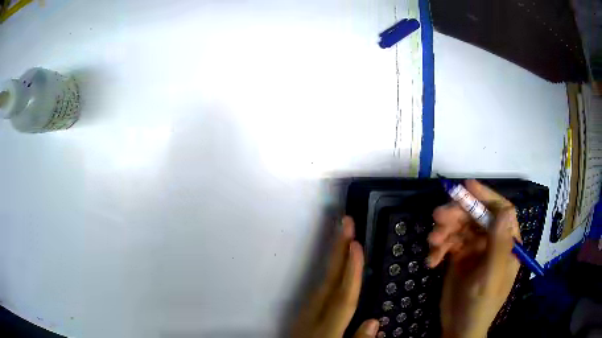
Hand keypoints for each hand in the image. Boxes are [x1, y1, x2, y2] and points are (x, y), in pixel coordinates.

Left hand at [291, 216, 378, 337]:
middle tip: (346, 222)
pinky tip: (334, 261)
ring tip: (342, 234)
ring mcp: (305, 312)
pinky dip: (328, 269)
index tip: (357, 244)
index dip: (351, 271)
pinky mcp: (303, 312)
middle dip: (338, 250)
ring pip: (321, 280)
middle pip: (329, 281)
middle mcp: (313, 315)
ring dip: (333, 255)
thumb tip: (374, 320)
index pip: (343, 297)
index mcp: (325, 328)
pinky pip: (318, 286)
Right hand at [427, 180, 520, 337]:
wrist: (458, 329)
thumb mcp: (491, 278)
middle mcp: (492, 241)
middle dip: (457, 215)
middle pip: (476, 216)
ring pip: (459, 227)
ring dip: (444, 231)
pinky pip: (448, 242)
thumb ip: (499, 246)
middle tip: (437, 218)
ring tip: (432, 243)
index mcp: (507, 243)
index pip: (501, 211)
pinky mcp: (458, 256)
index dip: (485, 196)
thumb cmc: (480, 306)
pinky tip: (432, 261)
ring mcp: (474, 248)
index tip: (466, 187)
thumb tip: (504, 210)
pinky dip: (438, 248)